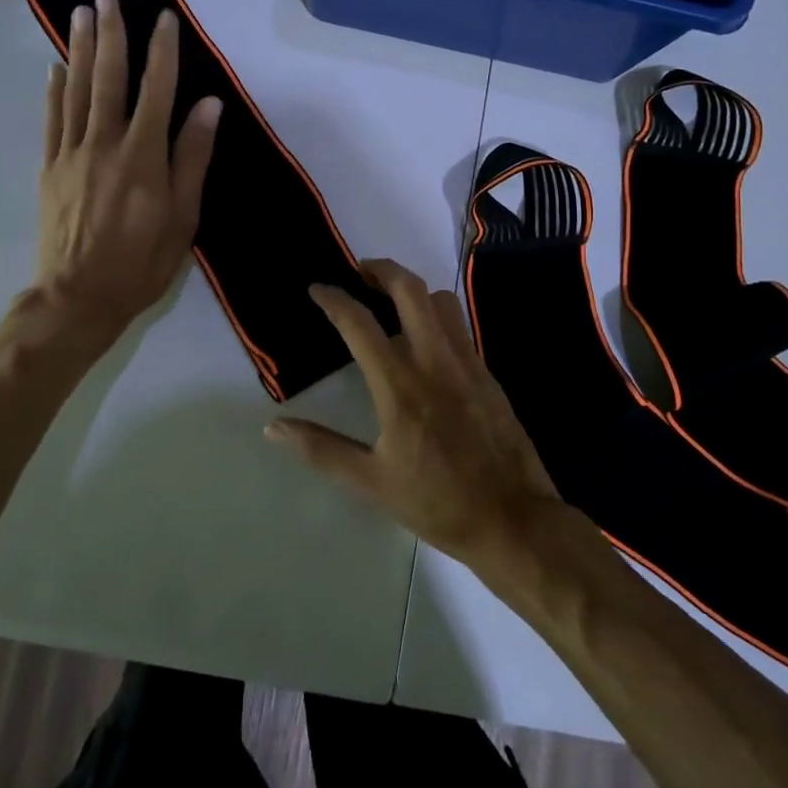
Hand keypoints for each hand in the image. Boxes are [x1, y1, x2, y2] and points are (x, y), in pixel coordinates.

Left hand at [30, 0, 220, 347]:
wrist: (77, 298)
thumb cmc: (141, 262)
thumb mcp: (183, 217)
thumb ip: (193, 158)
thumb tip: (209, 106)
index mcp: (143, 156)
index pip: (156, 91)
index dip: (162, 52)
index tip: (165, 19)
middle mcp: (104, 144)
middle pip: (108, 78)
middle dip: (111, 34)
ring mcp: (71, 154)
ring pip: (76, 90)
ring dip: (81, 49)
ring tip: (82, 14)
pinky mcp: (50, 169)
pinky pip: (52, 119)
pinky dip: (54, 90)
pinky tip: (56, 67)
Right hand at [266, 258, 562, 568]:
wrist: (513, 518)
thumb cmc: (437, 503)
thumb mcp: (371, 483)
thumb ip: (321, 449)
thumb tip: (273, 428)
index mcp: (400, 387)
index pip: (360, 325)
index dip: (334, 300)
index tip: (318, 289)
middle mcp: (435, 362)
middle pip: (410, 290)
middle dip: (381, 269)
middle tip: (359, 272)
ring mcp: (466, 363)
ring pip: (440, 301)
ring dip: (413, 290)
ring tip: (391, 302)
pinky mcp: (487, 373)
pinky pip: (459, 326)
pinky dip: (436, 316)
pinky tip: (425, 341)